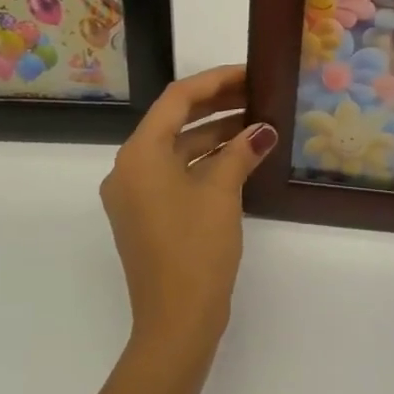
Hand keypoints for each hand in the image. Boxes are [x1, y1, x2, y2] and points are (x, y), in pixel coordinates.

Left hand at [100, 65, 277, 356]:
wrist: (176, 320)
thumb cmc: (196, 249)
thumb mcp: (221, 193)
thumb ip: (240, 152)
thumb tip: (263, 130)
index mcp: (139, 155)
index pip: (176, 100)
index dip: (215, 82)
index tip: (249, 73)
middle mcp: (129, 169)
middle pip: (173, 122)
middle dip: (216, 107)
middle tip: (257, 94)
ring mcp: (135, 195)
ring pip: (176, 150)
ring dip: (213, 135)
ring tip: (256, 124)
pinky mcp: (146, 216)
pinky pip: (175, 175)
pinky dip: (205, 163)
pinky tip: (239, 158)